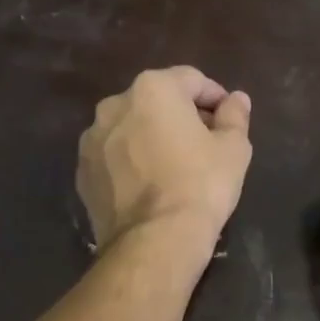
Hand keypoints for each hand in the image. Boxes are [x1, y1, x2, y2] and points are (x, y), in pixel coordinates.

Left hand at [77, 67, 252, 256]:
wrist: (154, 240)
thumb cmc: (200, 185)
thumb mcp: (233, 149)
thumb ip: (235, 116)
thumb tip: (237, 99)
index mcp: (153, 88)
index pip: (191, 80)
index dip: (215, 97)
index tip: (228, 119)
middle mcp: (115, 105)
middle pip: (156, 100)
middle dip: (180, 116)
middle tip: (204, 143)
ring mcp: (92, 139)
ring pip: (130, 128)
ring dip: (151, 137)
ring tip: (173, 166)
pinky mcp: (83, 172)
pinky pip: (113, 157)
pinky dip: (130, 162)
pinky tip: (148, 186)